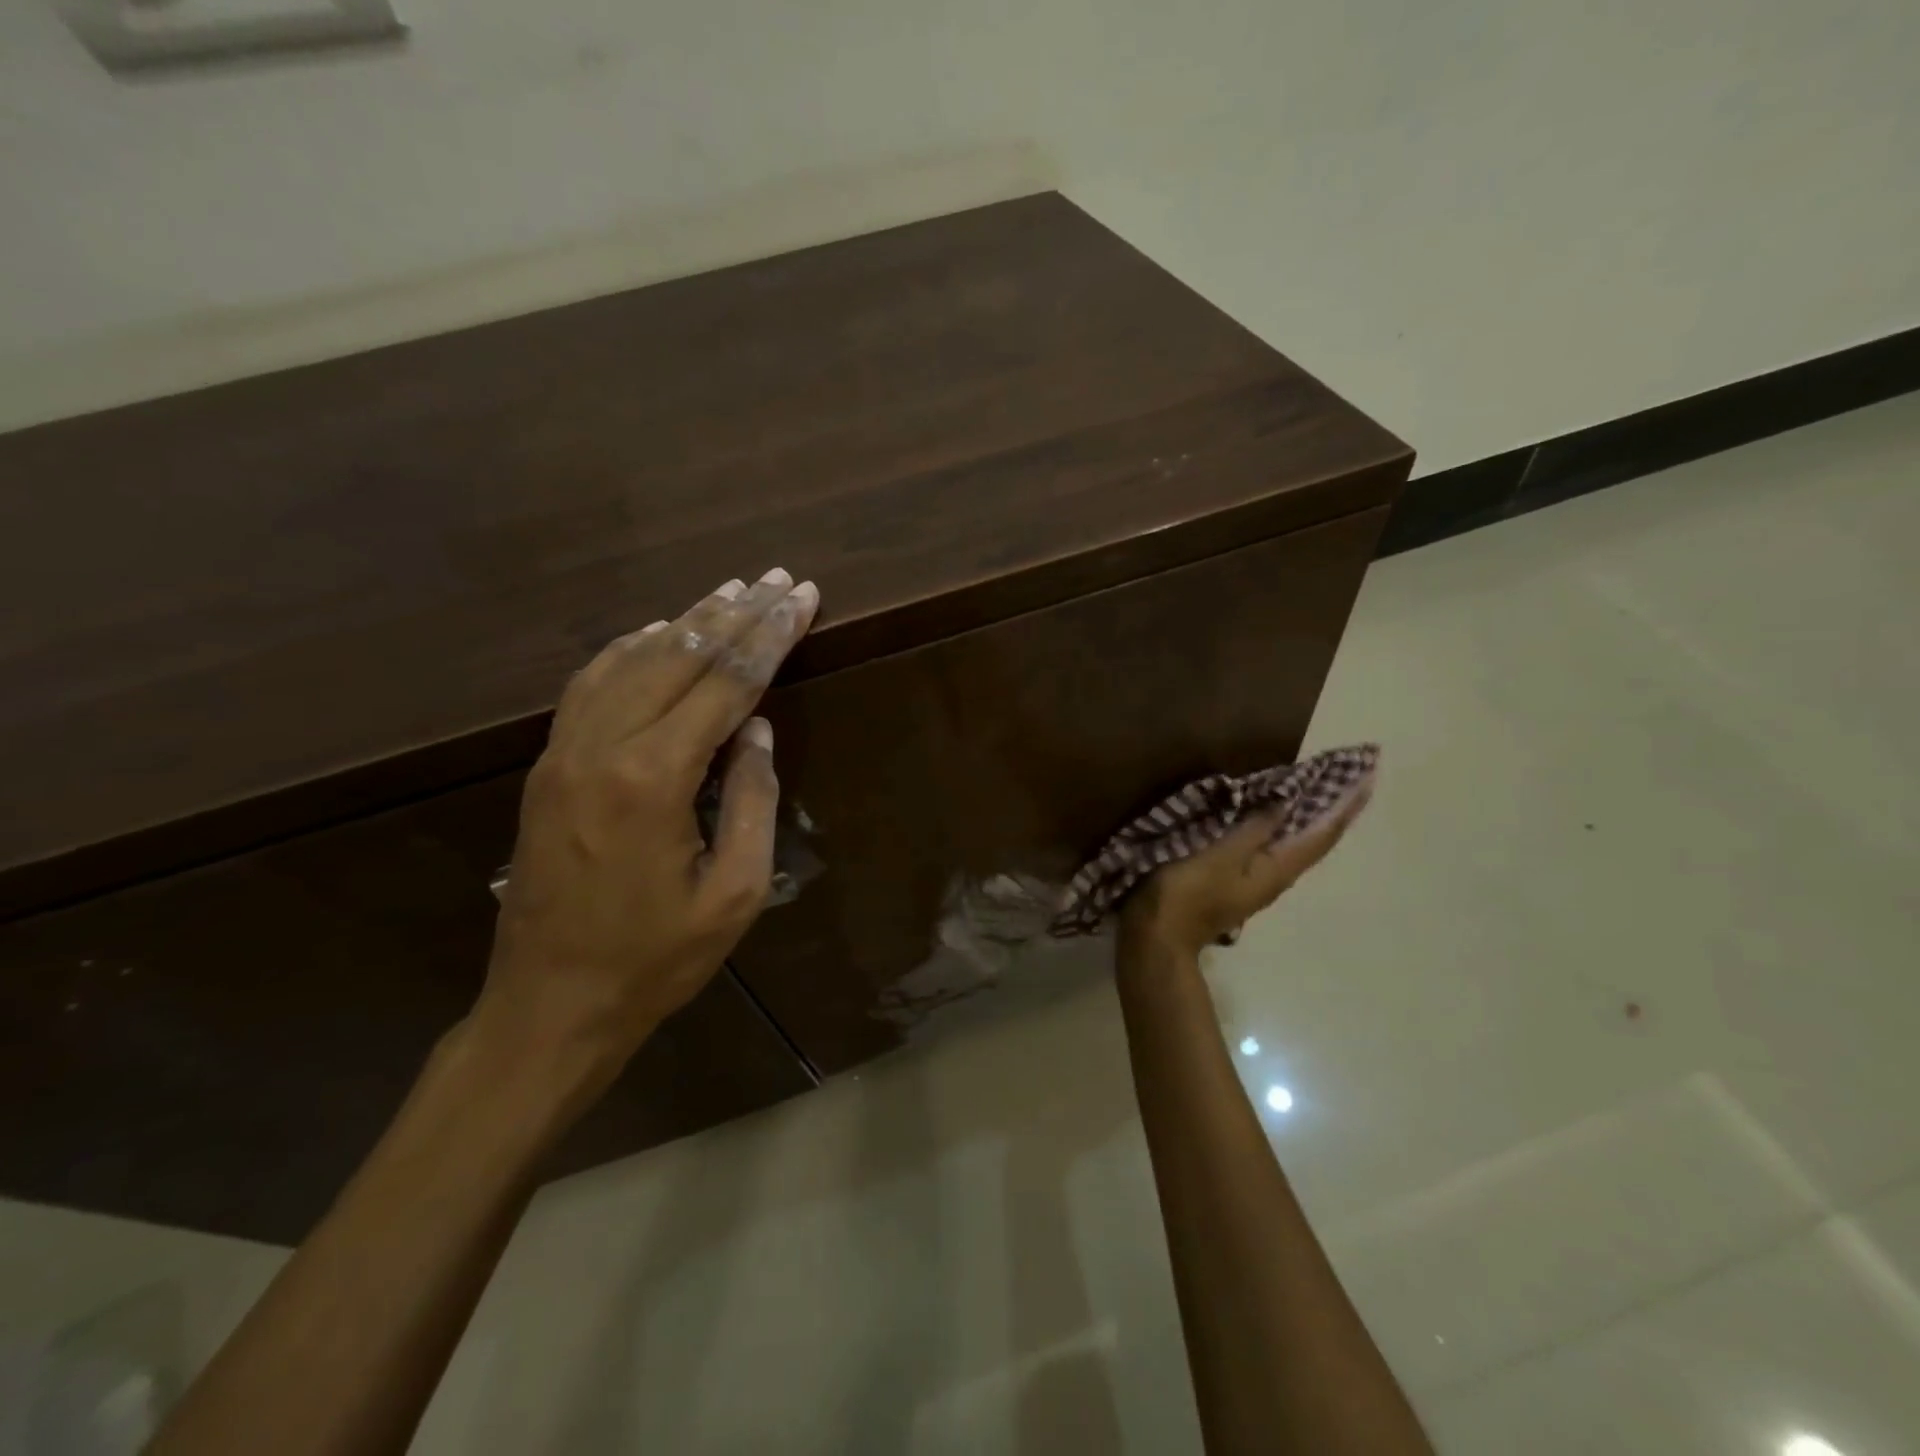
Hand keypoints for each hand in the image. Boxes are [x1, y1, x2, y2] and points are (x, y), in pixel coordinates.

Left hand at [470, 568, 818, 1100]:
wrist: (549, 1004)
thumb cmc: (655, 960)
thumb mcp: (735, 894)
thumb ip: (753, 803)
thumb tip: (757, 731)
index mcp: (654, 778)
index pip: (726, 684)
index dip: (771, 636)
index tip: (803, 598)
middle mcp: (603, 747)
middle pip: (679, 656)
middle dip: (736, 613)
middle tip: (779, 579)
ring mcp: (565, 752)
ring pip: (631, 660)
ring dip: (686, 621)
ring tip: (730, 591)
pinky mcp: (547, 766)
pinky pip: (590, 685)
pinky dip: (629, 649)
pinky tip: (654, 631)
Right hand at [1120, 774, 1374, 959]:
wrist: (1157, 937)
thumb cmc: (1186, 893)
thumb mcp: (1219, 856)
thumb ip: (1253, 829)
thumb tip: (1287, 802)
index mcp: (1276, 870)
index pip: (1321, 835)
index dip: (1344, 807)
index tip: (1368, 779)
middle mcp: (1275, 876)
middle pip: (1314, 840)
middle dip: (1334, 810)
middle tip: (1352, 778)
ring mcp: (1254, 881)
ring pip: (1294, 843)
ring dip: (1311, 817)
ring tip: (1322, 790)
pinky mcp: (1234, 879)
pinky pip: (1271, 846)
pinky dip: (1282, 826)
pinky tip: (1274, 816)